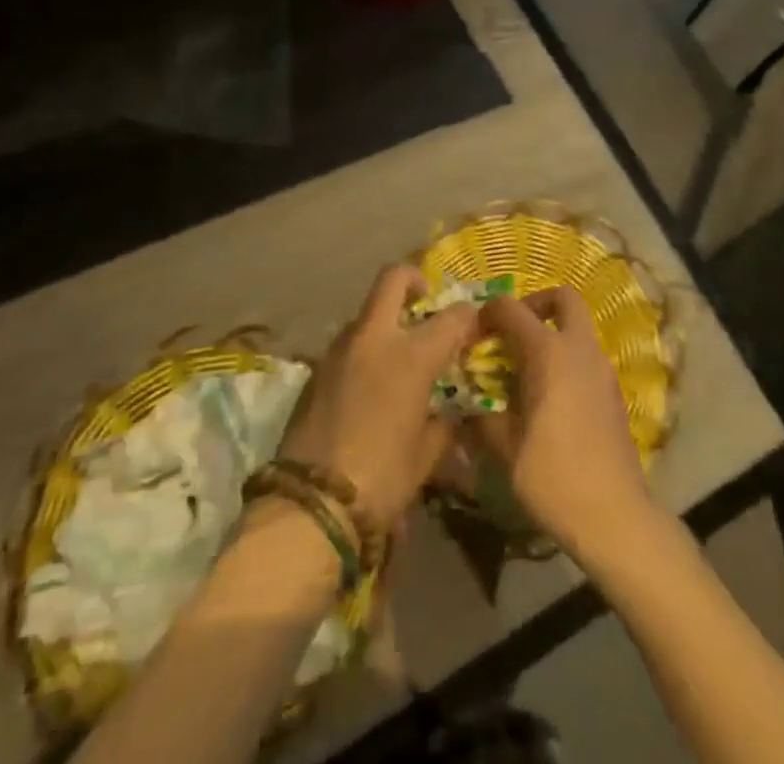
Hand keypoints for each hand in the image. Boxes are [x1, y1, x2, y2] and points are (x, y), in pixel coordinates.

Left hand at [276, 265, 477, 536]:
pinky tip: (369, 384)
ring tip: (397, 355)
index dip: (467, 317)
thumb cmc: (382, 479)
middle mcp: (375, 338)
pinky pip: (347, 344)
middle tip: (424, 301)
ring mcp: (339, 348)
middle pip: (393, 279)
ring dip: (385, 321)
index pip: (451, 316)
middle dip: (413, 281)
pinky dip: (363, 350)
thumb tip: (449, 412)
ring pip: (366, 312)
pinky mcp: (316, 367)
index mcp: (411, 355)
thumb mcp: (427, 455)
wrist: (311, 503)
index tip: (472, 326)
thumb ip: (444, 423)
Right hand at [472, 288, 653, 556]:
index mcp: (548, 353)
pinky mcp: (614, 391)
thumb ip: (483, 417)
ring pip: (578, 327)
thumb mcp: (505, 448)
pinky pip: (587, 356)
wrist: (615, 517)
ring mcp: (602, 369)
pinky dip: (566, 358)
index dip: (488, 313)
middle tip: (513, 330)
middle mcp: (579, 349)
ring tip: (525, 368)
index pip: (511, 309)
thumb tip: (468, 408)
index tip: (473, 334)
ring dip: (552, 332)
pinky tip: (549, 395)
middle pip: (563, 297)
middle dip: (535, 303)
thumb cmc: (554, 477)